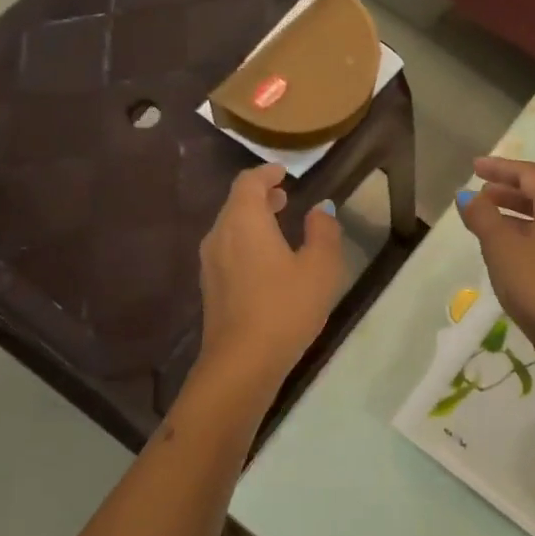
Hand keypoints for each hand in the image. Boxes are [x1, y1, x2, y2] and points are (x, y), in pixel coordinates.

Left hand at [198, 163, 344, 389]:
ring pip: (230, 228)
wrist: (242, 362)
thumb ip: (323, 231)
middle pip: (236, 204)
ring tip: (278, 224)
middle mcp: (220, 235)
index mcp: (244, 221)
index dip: (266, 173)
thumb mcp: (320, 267)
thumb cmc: (285, 307)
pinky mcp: (211, 288)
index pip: (248, 183)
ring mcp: (211, 263)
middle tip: (285, 197)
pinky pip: (228, 250)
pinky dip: (247, 242)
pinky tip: (267, 260)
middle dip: (260, 196)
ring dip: (253, 220)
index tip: (284, 173)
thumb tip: (320, 210)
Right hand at [459, 157, 534, 375]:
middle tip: (478, 193)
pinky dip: (523, 233)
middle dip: (506, 190)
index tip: (473, 168)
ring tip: (486, 219)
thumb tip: (466, 196)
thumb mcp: (501, 247)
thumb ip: (482, 217)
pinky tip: (505, 249)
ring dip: (514, 213)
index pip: (529, 174)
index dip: (499, 168)